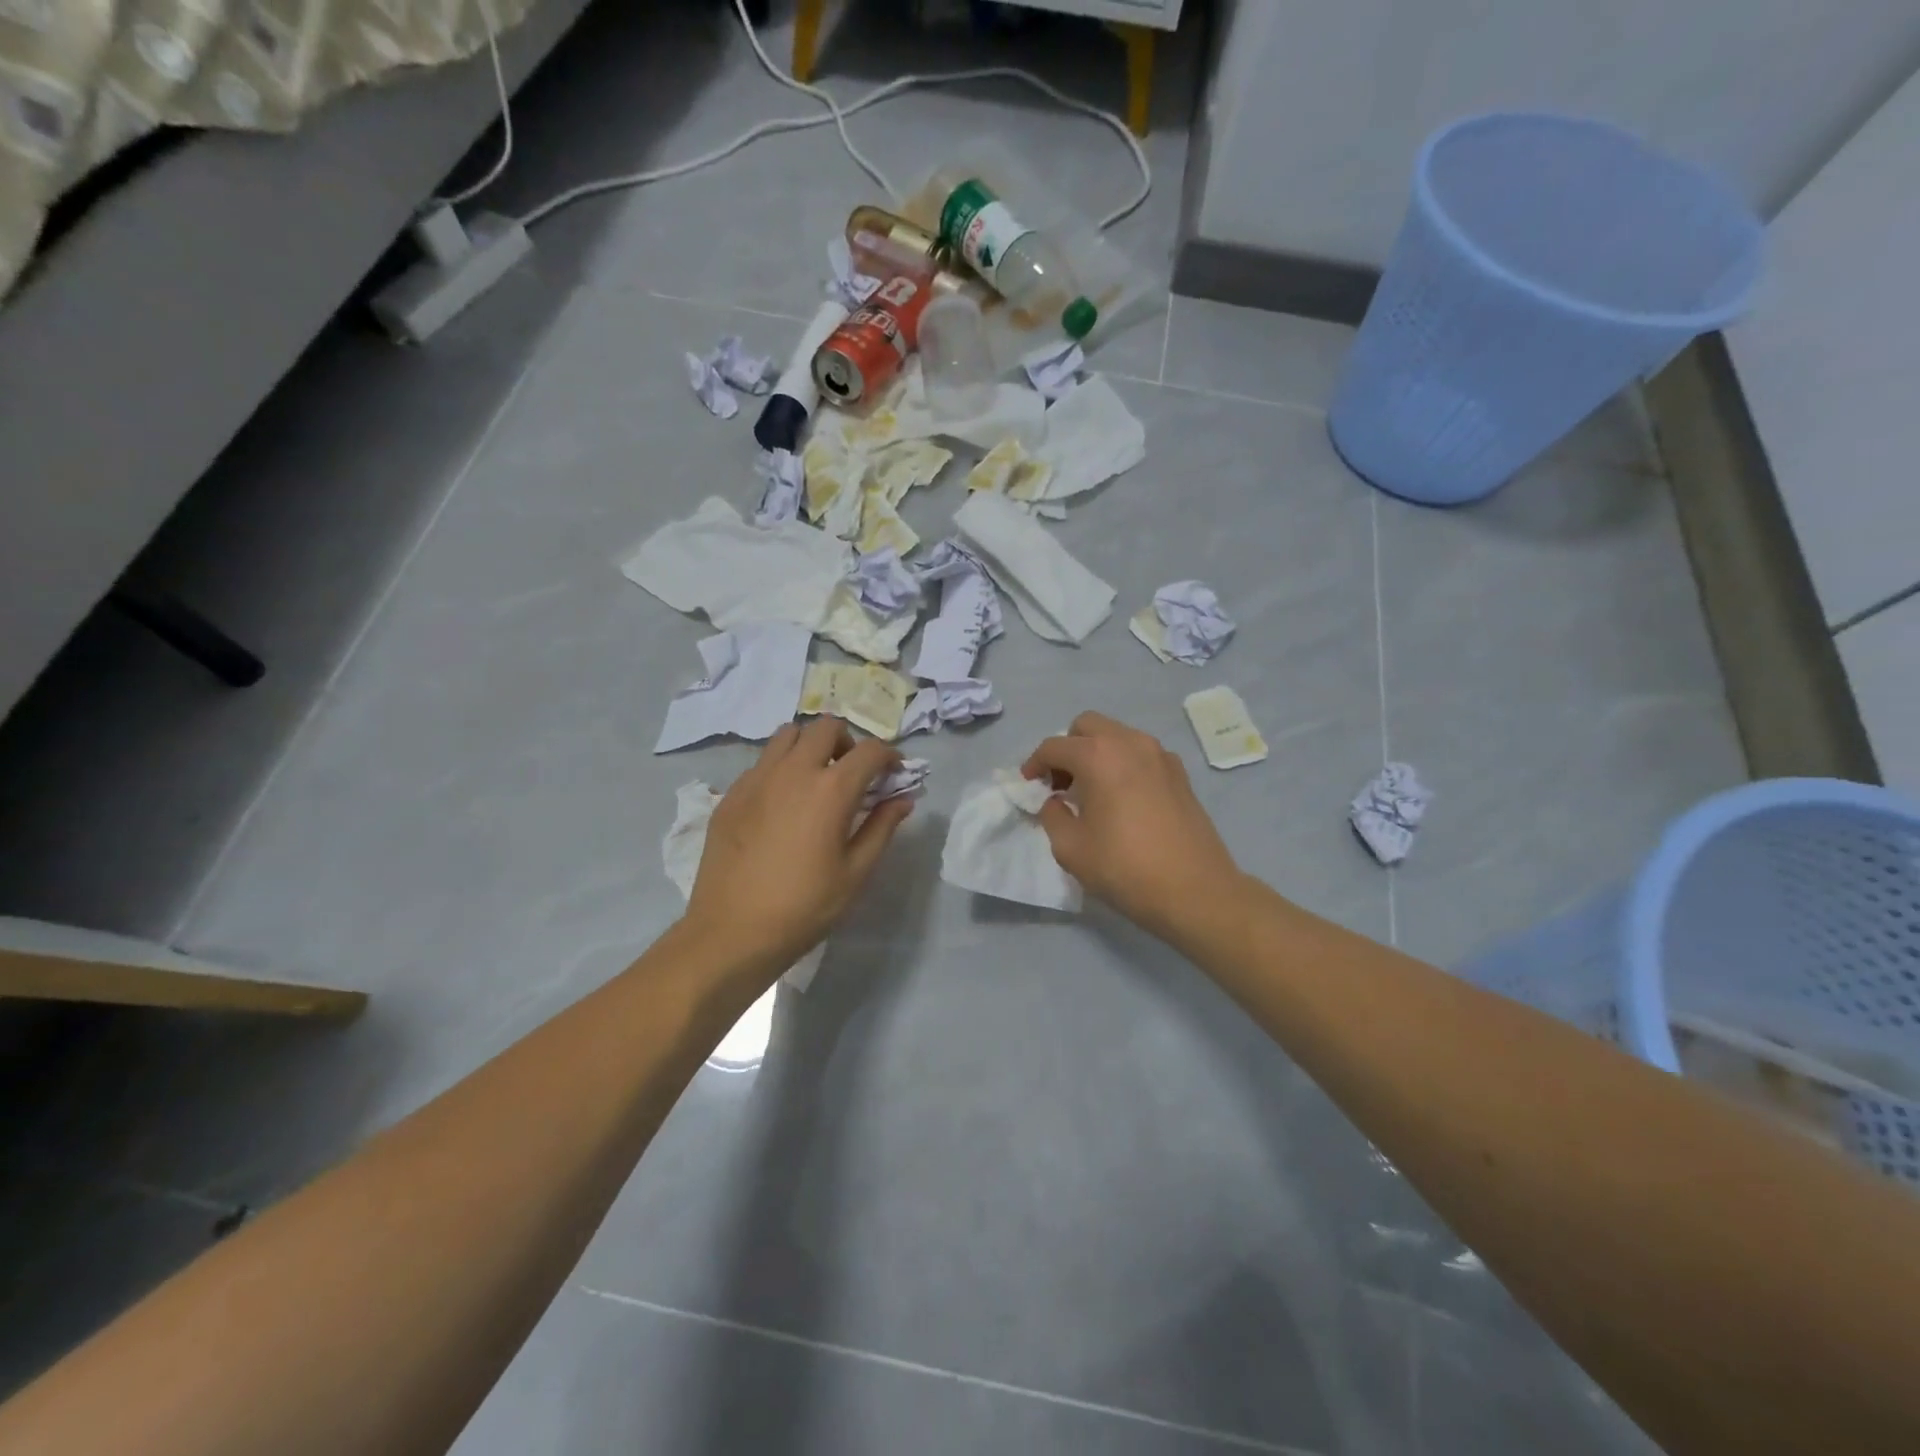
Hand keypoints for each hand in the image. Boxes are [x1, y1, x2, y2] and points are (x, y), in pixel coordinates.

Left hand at [684, 718, 912, 978]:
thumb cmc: (804, 907)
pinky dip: (780, 768)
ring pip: (787, 735)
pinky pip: (761, 762)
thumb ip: (882, 827)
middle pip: (825, 727)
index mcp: (831, 789)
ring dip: (809, 746)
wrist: (732, 932)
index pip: (870, 751)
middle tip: (852, 773)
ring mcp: (756, 779)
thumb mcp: (856, 872)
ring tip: (815, 779)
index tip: (893, 774)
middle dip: (847, 742)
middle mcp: (793, 771)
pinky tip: (781, 804)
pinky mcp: (731, 794)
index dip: (889, 757)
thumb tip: (902, 798)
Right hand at [1023, 712, 1242, 942]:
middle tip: (1060, 783)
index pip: (1054, 747)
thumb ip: (1053, 816)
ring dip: (1096, 753)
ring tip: (1090, 791)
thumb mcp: (1071, 848)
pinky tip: (1122, 798)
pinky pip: (1141, 754)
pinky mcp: (1180, 774)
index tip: (1029, 784)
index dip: (1035, 764)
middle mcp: (1130, 743)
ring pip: (1117, 736)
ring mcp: (1160, 755)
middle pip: (1088, 726)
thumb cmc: (1125, 868)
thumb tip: (1056, 802)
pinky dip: (1123, 764)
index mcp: (1099, 756)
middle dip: (1067, 748)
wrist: (1196, 891)